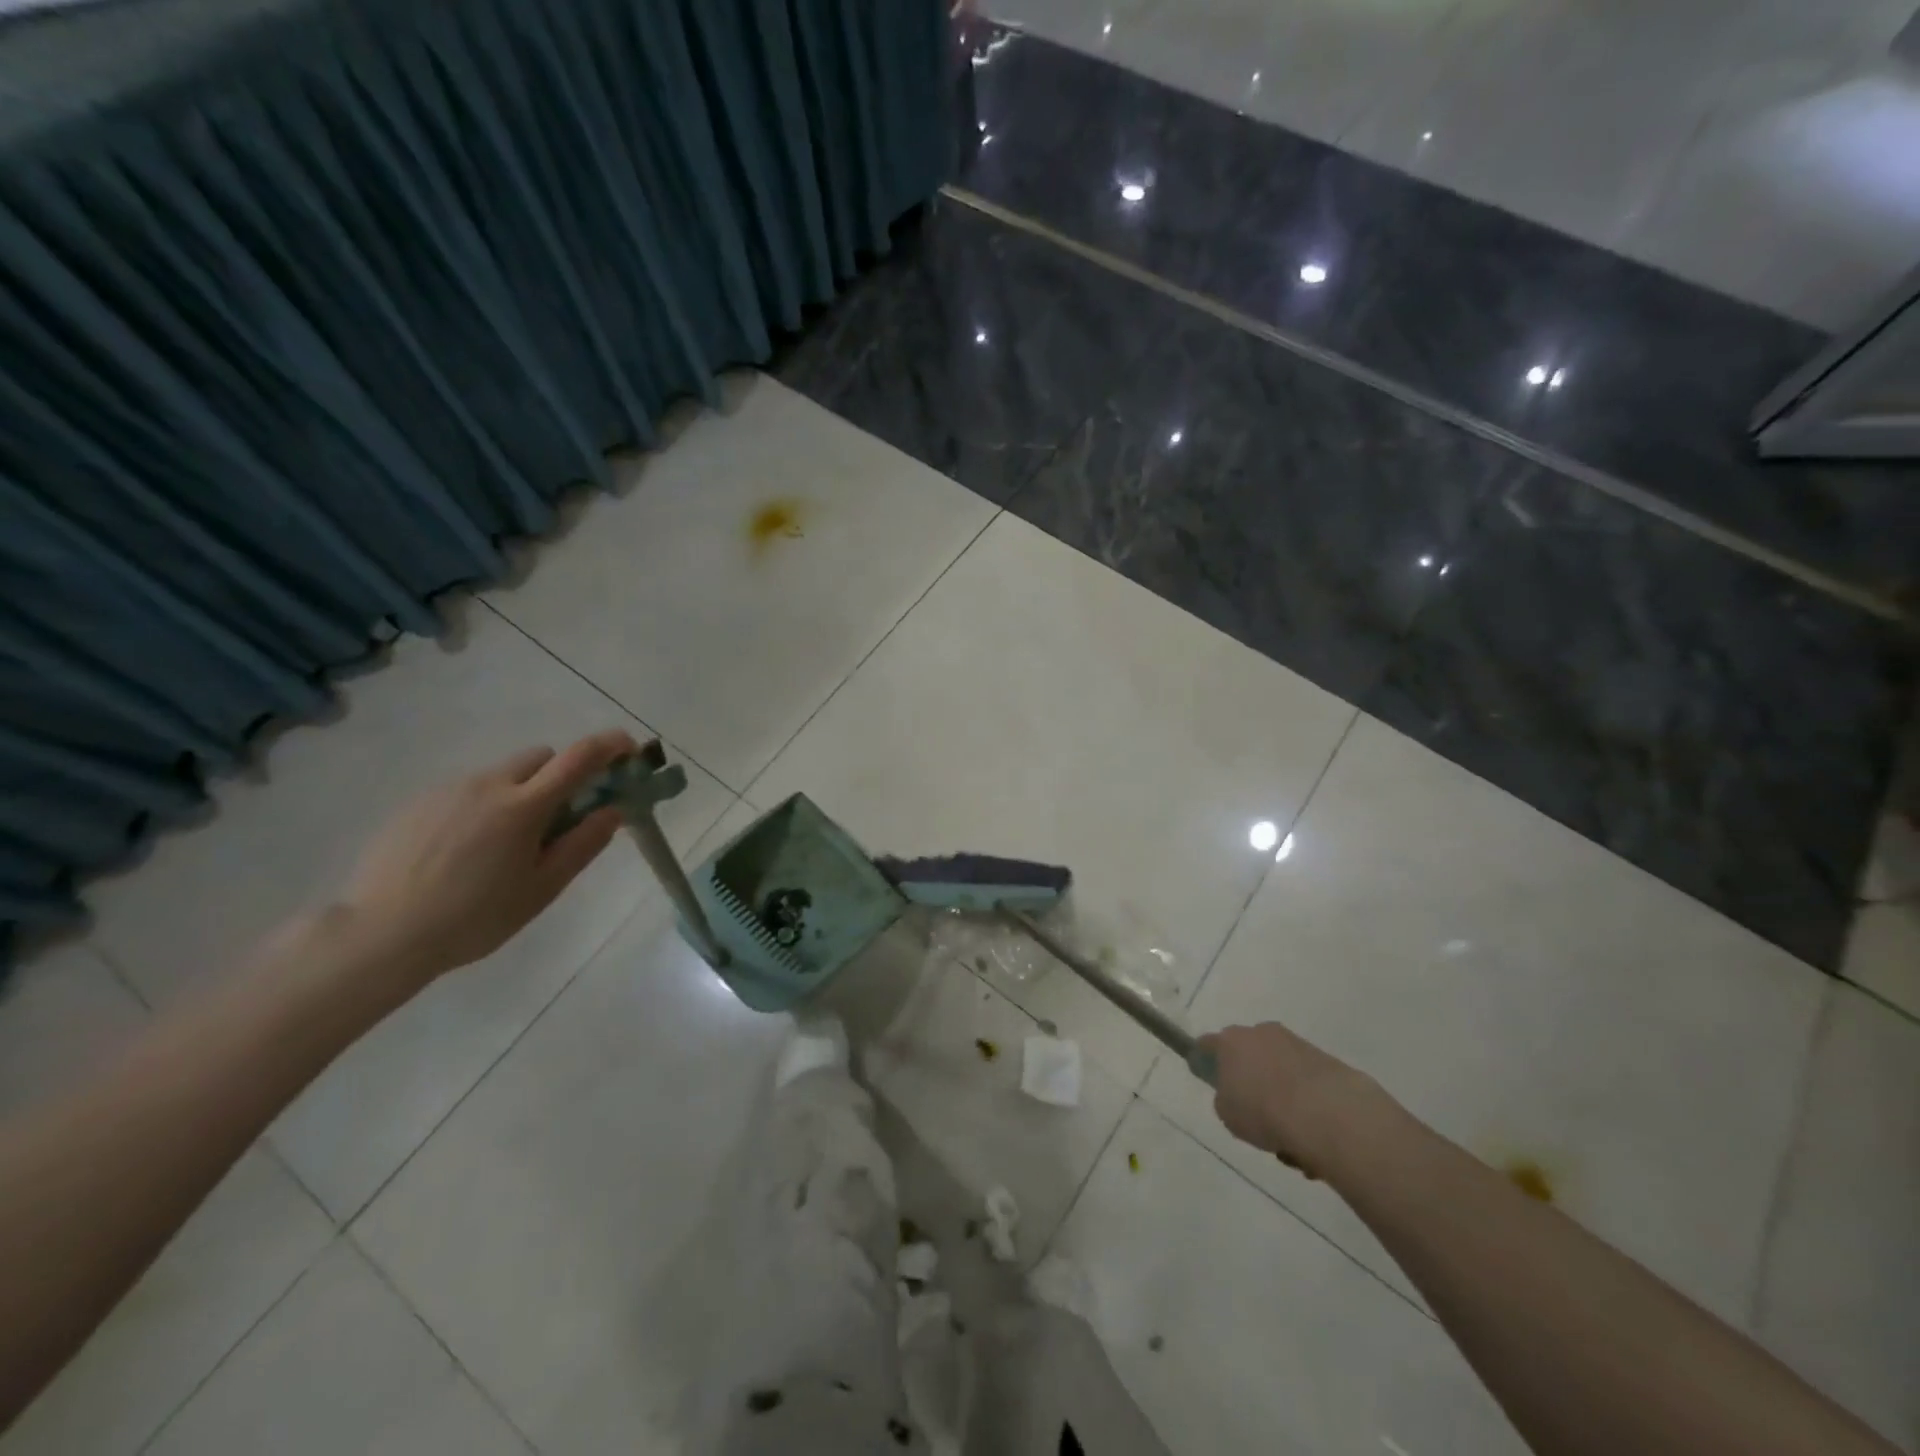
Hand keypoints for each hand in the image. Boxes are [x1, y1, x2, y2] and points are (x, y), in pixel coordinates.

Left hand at [332, 730, 639, 990]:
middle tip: (561, 817)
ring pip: (502, 774)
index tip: (628, 750)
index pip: (579, 757)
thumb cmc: (474, 917)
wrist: (380, 935)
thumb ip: (583, 844)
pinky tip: (464, 852)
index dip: (610, 746)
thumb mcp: (542, 888)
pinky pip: (467, 790)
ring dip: (521, 792)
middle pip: (540, 758)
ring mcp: (448, 789)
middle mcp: (488, 784)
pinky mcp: (418, 802)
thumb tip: (613, 811)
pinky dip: (483, 806)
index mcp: (524, 806)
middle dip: (561, 775)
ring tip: (504, 845)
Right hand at [1196, 1022, 1374, 1178]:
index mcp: (1230, 1042)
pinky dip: (1305, 1100)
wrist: (1326, 1113)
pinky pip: (1305, 1080)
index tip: (1210, 1078)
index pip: (1207, 1044)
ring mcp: (1294, 1043)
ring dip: (1280, 1092)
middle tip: (1255, 1110)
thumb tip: (1237, 1094)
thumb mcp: (1228, 1114)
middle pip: (1248, 1053)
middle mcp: (1260, 1033)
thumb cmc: (1264, 1111)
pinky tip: (1310, 1133)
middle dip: (1250, 1077)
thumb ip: (1226, 1099)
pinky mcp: (1325, 1059)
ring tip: (1290, 1135)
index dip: (1206, 1061)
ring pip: (1279, 1068)